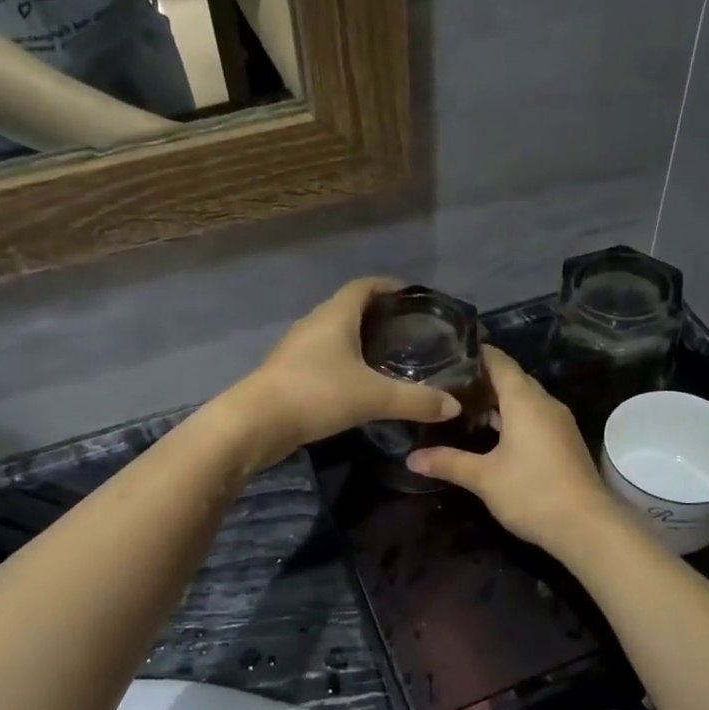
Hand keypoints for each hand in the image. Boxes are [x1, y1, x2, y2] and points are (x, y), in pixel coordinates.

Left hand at [226, 278, 460, 464]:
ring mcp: (297, 348)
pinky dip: (344, 361)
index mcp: (335, 315)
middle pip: (349, 307)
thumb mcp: (374, 397)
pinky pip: (323, 356)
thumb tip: (453, 406)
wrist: (255, 423)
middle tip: (408, 330)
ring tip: (388, 356)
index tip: (413, 297)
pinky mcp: (289, 372)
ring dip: (358, 339)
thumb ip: (416, 400)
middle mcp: (314, 324)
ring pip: (334, 334)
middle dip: (378, 314)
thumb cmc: (316, 394)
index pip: (364, 286)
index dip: (389, 286)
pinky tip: (358, 383)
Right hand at [407, 347, 619, 553]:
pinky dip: (512, 418)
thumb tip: (411, 459)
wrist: (587, 527)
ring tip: (463, 410)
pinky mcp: (564, 441)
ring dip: (497, 402)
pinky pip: (534, 417)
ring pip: (524, 400)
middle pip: (512, 379)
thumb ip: (448, 462)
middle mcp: (545, 404)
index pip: (500, 362)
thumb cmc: (532, 492)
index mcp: (525, 401)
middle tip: (447, 385)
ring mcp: (558, 423)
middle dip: (482, 380)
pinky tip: (492, 436)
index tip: (448, 353)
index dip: (476, 354)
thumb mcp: (484, 477)